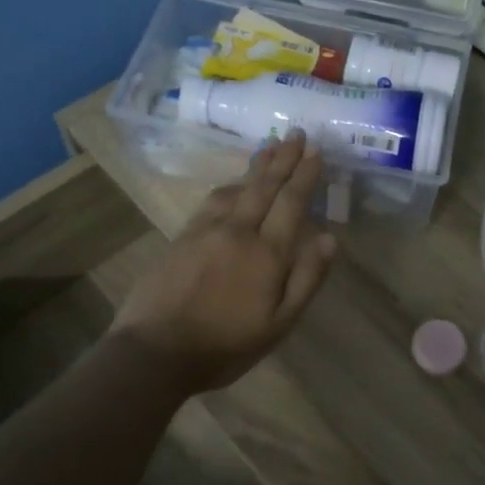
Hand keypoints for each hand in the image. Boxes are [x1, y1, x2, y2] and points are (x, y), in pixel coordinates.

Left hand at [110, 131, 337, 391]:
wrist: (155, 351)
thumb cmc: (225, 345)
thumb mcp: (278, 324)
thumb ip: (306, 279)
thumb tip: (329, 238)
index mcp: (266, 253)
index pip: (291, 202)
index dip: (305, 174)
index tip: (315, 150)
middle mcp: (238, 231)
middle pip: (264, 186)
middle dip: (282, 158)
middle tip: (295, 133)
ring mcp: (206, 231)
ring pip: (236, 188)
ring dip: (256, 166)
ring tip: (269, 148)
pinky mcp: (182, 237)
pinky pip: (212, 201)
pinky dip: (229, 186)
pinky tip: (233, 185)